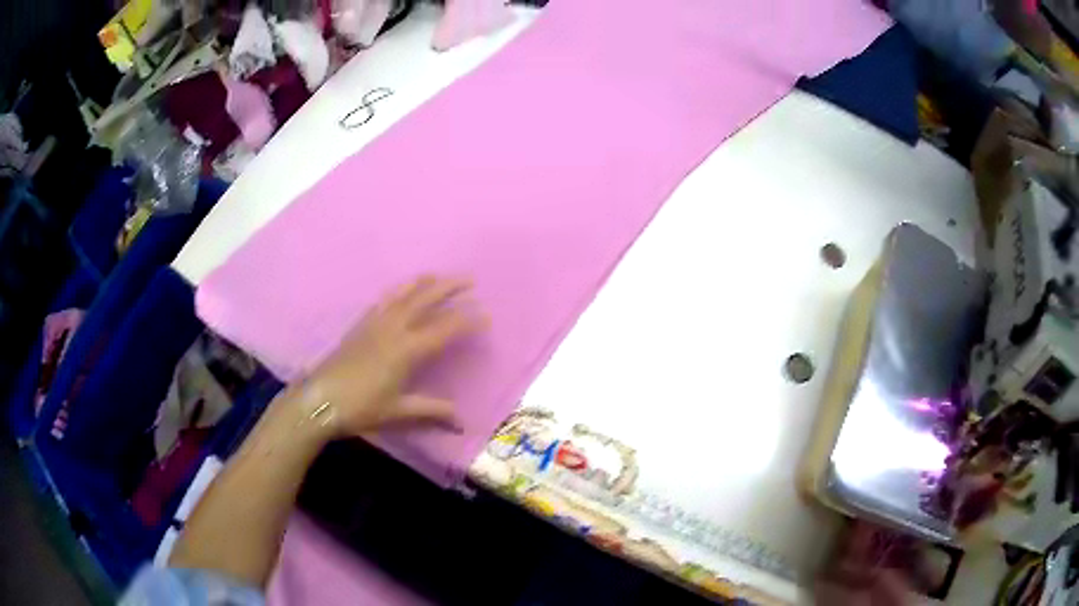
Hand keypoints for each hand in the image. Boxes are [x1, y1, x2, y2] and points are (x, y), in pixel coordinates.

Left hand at [300, 276, 486, 438]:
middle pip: (425, 299)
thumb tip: (461, 421)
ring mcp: (375, 323)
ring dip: (423, 283)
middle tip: (469, 279)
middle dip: (449, 287)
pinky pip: (384, 300)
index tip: (486, 316)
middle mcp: (393, 328)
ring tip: (438, 276)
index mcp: (407, 349)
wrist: (320, 399)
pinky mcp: (360, 324)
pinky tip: (401, 291)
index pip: (445, 329)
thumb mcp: (399, 411)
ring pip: (403, 294)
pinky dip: (398, 291)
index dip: (467, 320)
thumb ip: (431, 410)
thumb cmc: (360, 407)